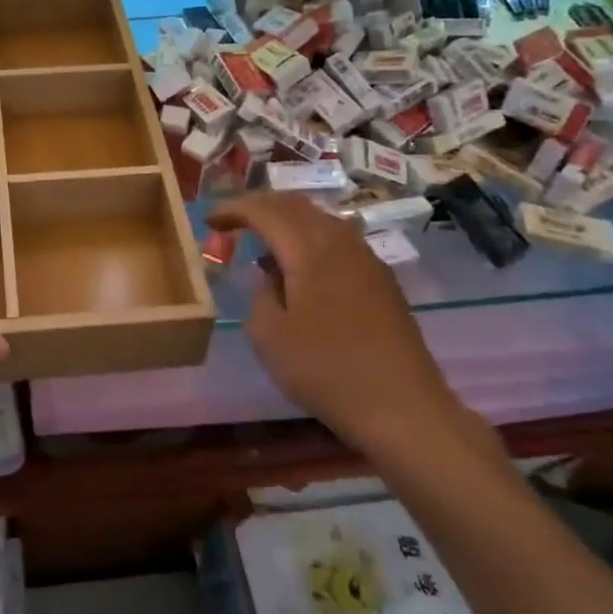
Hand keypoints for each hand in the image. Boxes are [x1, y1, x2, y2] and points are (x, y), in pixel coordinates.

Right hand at [207, 193, 482, 459]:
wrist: (403, 408)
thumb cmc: (326, 370)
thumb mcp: (269, 337)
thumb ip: (260, 295)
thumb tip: (270, 277)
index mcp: (310, 249)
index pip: (265, 211)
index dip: (234, 209)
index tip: (209, 220)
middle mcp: (341, 242)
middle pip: (296, 205)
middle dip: (261, 206)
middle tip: (234, 221)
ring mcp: (367, 260)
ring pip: (321, 220)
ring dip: (288, 221)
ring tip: (265, 242)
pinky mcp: (382, 281)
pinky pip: (338, 241)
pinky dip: (311, 239)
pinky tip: (302, 269)